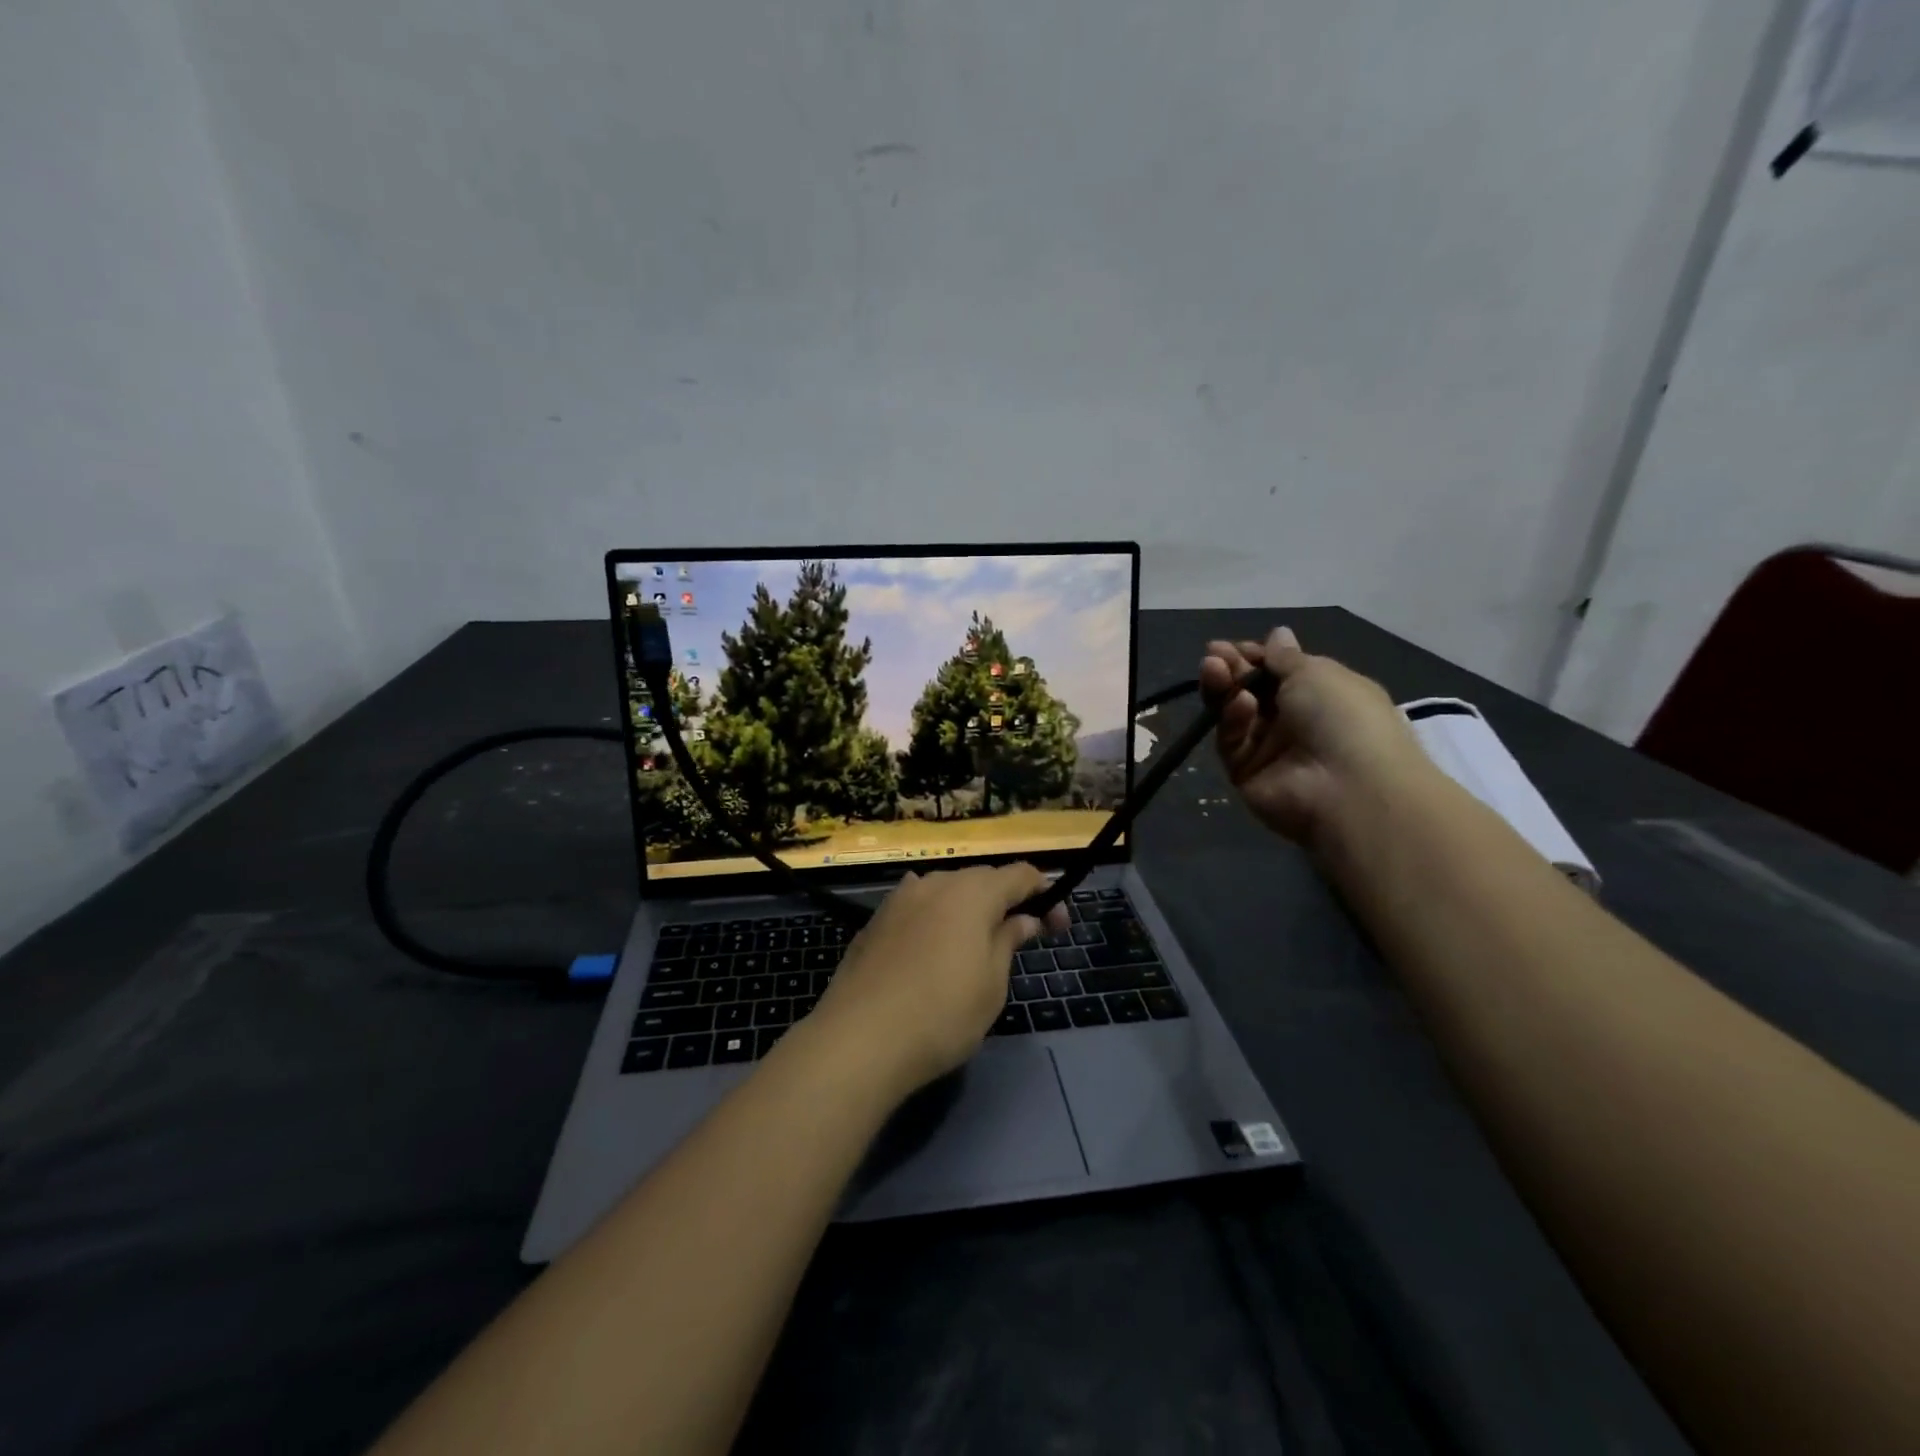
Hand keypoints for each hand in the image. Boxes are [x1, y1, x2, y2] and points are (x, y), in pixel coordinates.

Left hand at [810, 865, 1069, 1098]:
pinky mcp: (875, 921)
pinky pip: (917, 906)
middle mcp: (935, 883)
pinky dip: (936, 916)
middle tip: (1022, 935)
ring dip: (969, 907)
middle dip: (1006, 900)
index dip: (1045, 894)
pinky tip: (933, 939)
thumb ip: (1008, 941)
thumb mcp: (992, 984)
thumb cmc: (942, 1014)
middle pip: (982, 879)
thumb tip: (1022, 919)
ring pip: (946, 890)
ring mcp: (900, 899)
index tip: (1057, 927)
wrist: (859, 1039)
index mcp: (973, 893)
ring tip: (976, 942)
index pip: (1020, 874)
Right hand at [1200, 626, 1435, 847]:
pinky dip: (1232, 719)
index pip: (1278, 671)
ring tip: (1212, 668)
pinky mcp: (1246, 772)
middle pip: (1251, 690)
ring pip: (1235, 714)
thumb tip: (1277, 633)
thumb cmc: (1343, 716)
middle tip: (1213, 655)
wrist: (1346, 786)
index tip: (1232, 646)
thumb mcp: (1316, 672)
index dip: (1255, 656)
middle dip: (1232, 669)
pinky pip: (1232, 741)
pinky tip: (1239, 704)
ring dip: (1224, 688)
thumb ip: (1285, 657)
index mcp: (1321, 693)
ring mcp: (1269, 748)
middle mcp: (1294, 720)